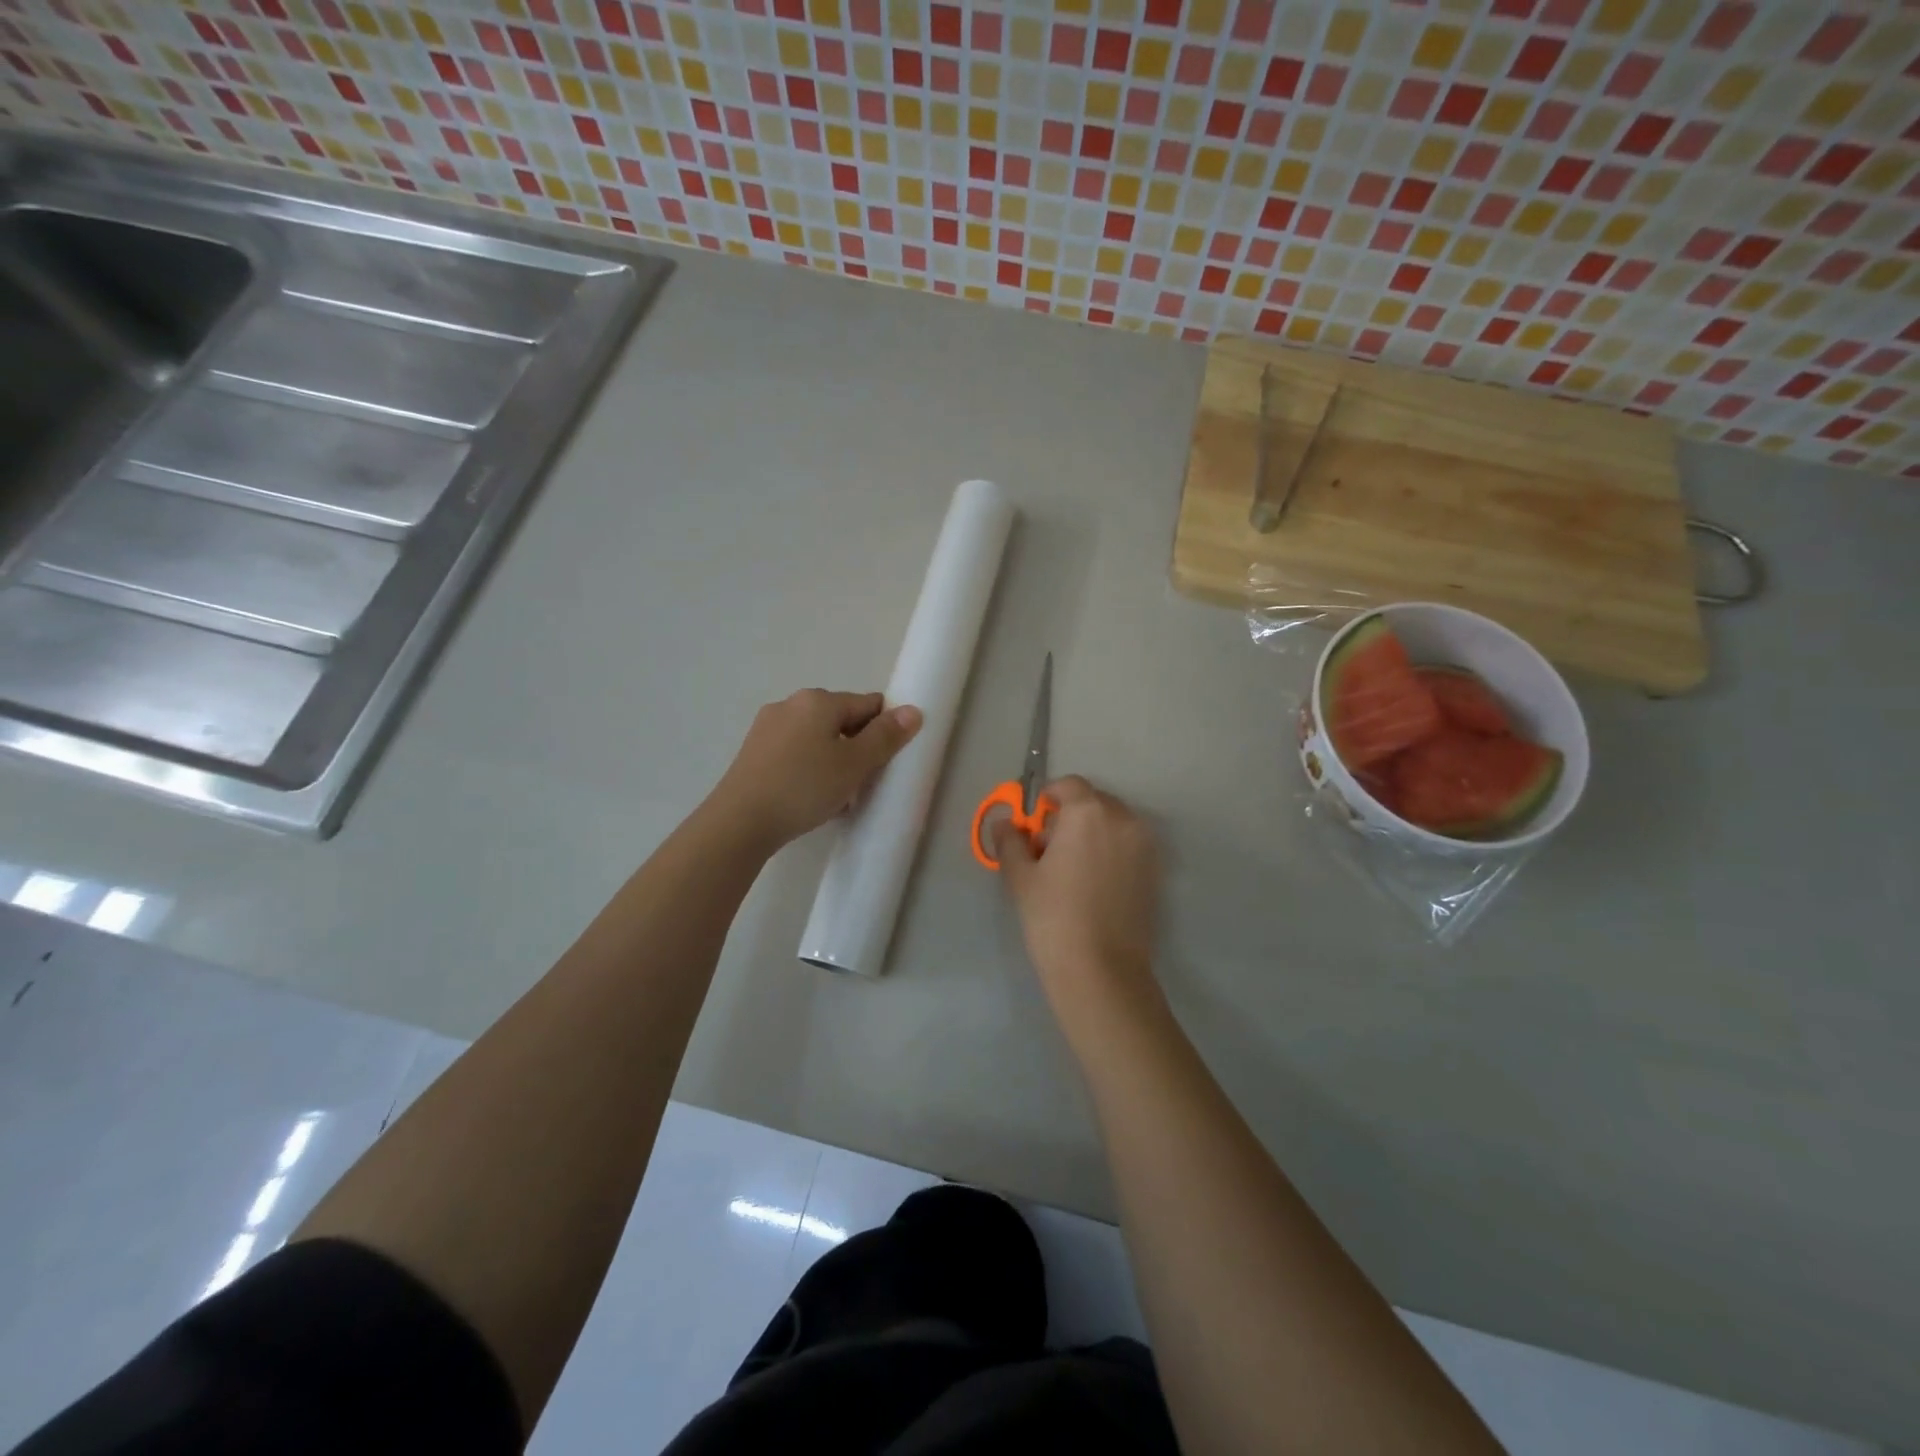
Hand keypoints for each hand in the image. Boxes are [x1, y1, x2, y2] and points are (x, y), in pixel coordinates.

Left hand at [709, 690, 921, 850]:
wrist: (740, 822)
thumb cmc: (804, 787)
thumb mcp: (854, 764)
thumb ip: (885, 737)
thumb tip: (913, 710)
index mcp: (818, 700)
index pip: (868, 704)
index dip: (884, 729)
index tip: (886, 761)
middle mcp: (791, 704)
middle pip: (841, 720)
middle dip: (857, 746)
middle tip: (863, 782)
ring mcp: (768, 727)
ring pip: (817, 738)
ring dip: (834, 760)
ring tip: (837, 795)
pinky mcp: (754, 751)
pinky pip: (795, 752)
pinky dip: (810, 768)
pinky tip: (810, 797)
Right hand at [994, 776, 1159, 1005]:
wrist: (1101, 970)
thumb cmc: (1053, 917)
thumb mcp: (1021, 877)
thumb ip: (1010, 841)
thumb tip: (1004, 822)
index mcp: (1089, 812)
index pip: (1069, 785)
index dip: (1048, 798)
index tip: (1034, 823)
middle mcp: (1123, 819)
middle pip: (1094, 802)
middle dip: (1070, 816)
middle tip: (1048, 850)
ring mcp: (1145, 845)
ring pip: (1113, 823)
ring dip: (1092, 833)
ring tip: (1072, 869)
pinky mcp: (1155, 870)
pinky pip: (1128, 845)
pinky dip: (1111, 851)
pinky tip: (1093, 884)